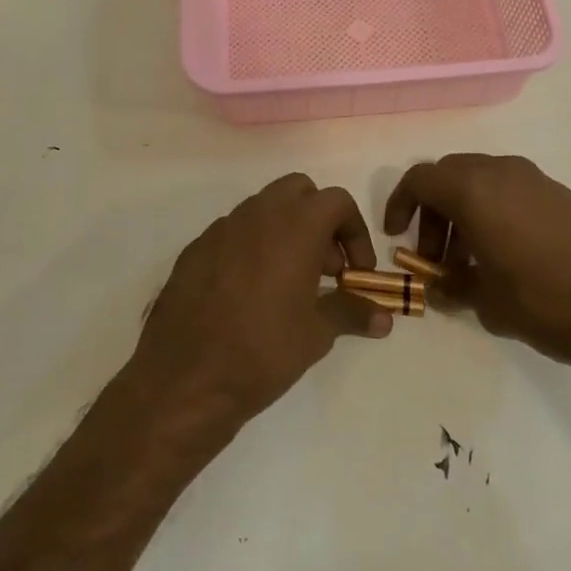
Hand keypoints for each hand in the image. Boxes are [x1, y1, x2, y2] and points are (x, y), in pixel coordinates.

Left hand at [131, 173, 390, 425]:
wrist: (185, 378)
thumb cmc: (263, 350)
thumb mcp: (317, 333)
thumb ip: (352, 313)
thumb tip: (384, 318)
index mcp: (295, 225)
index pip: (337, 201)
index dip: (355, 232)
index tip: (356, 271)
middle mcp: (257, 214)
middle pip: (299, 191)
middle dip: (319, 220)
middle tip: (324, 268)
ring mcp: (221, 228)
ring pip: (263, 209)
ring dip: (285, 232)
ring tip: (289, 284)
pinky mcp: (194, 249)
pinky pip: (233, 233)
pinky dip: (251, 248)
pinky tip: (249, 294)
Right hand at [383, 154, 570, 366]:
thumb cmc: (546, 299)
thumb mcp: (487, 302)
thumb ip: (454, 286)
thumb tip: (440, 285)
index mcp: (473, 190)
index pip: (419, 180)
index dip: (399, 205)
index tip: (397, 238)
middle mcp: (500, 172)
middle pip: (449, 176)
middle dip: (432, 213)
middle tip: (434, 257)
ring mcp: (533, 179)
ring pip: (479, 182)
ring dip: (462, 213)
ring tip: (469, 264)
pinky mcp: (558, 193)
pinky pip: (508, 190)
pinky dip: (491, 212)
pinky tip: (503, 257)